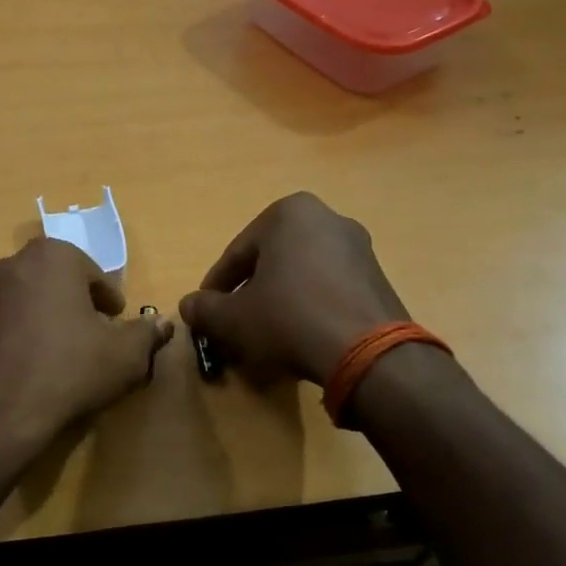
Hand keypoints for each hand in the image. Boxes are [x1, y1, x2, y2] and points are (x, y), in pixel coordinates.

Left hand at [0, 238, 173, 451]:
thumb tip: (163, 324)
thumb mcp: (124, 355)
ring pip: (31, 298)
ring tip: (66, 352)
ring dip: (50, 317)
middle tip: (95, 335)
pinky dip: (25, 333)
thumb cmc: (68, 369)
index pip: (93, 274)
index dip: (109, 300)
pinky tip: (35, 364)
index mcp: (55, 256)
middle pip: (60, 281)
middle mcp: (15, 262)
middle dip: (78, 304)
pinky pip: (8, 319)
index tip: (115, 322)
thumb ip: (147, 334)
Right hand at [180, 193, 408, 384]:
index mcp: (289, 213)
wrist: (366, 352)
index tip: (206, 311)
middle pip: (271, 260)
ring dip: (280, 298)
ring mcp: (359, 247)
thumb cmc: (288, 318)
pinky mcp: (378, 277)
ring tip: (266, 332)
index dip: (216, 287)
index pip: (237, 253)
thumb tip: (187, 306)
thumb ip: (204, 309)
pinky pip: (329, 287)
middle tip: (235, 321)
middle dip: (250, 290)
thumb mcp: (233, 317)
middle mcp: (328, 218)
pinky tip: (301, 335)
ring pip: (301, 273)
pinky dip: (309, 305)